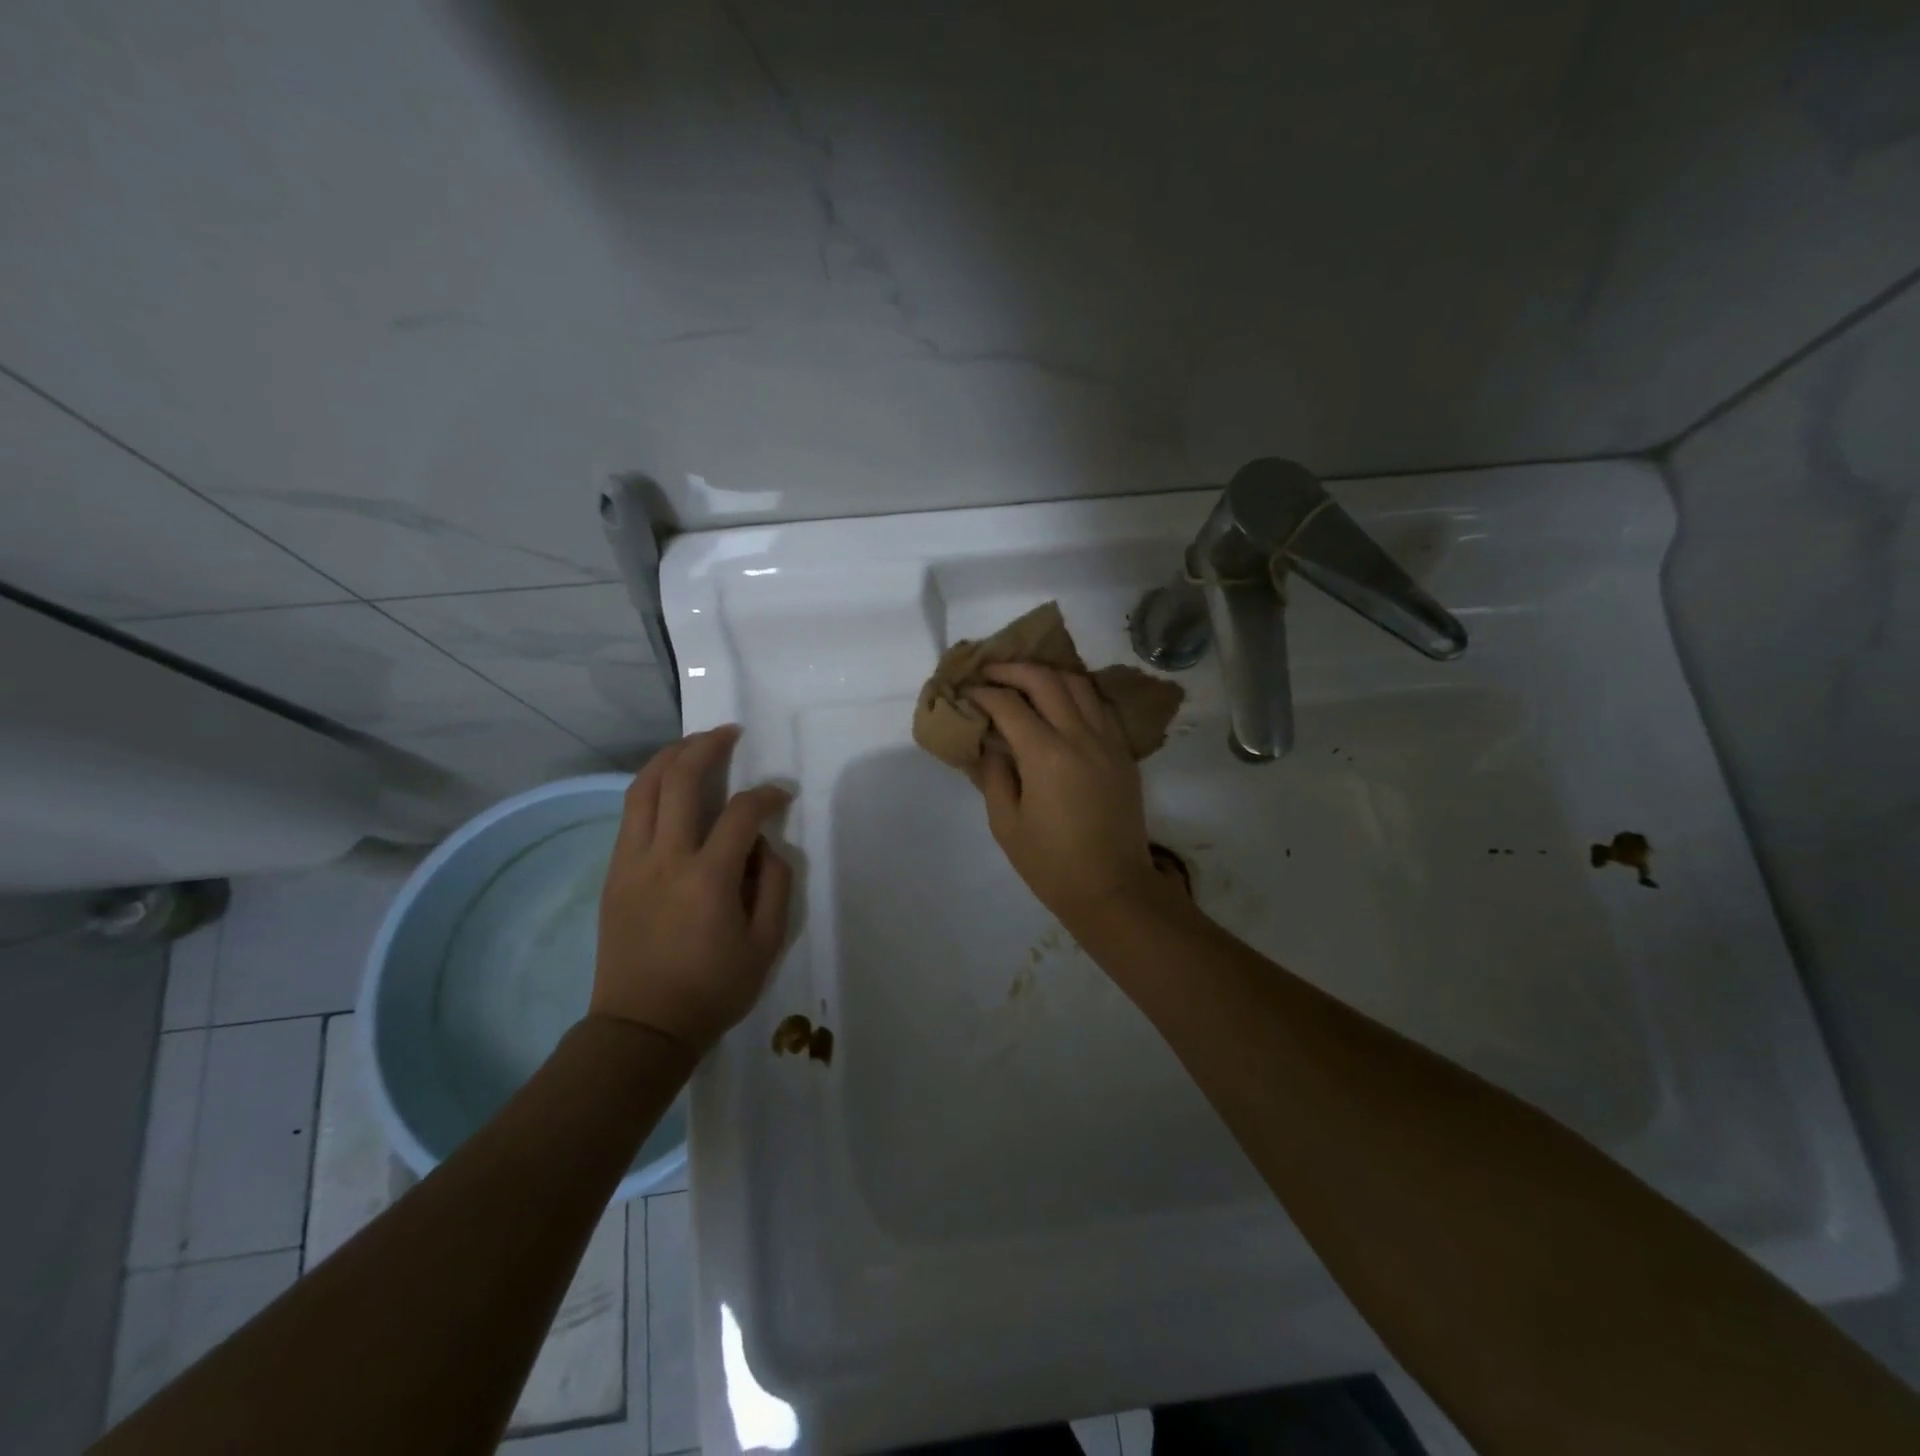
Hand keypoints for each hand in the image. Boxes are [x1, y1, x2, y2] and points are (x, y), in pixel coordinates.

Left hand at [592, 726, 793, 1050]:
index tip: (781, 796)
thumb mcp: (767, 944)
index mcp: (708, 878)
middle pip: (680, 780)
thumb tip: (764, 845)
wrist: (641, 1027)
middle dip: (707, 746)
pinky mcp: (614, 872)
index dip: (767, 795)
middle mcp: (665, 858)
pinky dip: (651, 786)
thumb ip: (774, 885)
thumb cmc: (713, 989)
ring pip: (644, 788)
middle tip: (729, 733)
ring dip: (671, 756)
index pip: (742, 813)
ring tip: (694, 743)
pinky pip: (631, 813)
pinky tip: (669, 784)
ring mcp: (632, 862)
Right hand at [967, 663, 1169, 929]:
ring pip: (1079, 684)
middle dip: (1013, 669)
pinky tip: (1061, 701)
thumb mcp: (1006, 825)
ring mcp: (1107, 741)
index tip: (966, 692)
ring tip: (1025, 679)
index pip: (1009, 705)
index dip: (984, 693)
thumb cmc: (1052, 864)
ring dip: (1048, 673)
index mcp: (1046, 755)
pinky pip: (1100, 705)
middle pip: (1046, 680)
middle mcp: (1080, 736)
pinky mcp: (1123, 752)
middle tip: (990, 672)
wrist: (1113, 888)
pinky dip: (1077, 692)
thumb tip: (992, 746)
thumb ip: (995, 776)